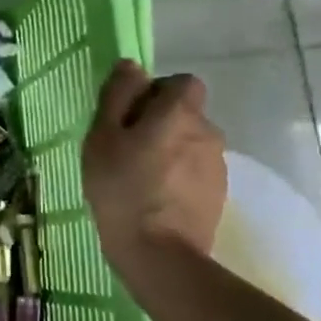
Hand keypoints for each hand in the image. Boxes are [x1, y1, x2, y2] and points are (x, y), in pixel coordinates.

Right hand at [81, 63, 226, 259]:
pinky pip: (195, 170)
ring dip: (170, 151)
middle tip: (127, 149)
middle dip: (161, 123)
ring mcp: (217, 165)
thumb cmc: (121, 189)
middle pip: (186, 113)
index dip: (157, 92)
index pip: (182, 82)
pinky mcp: (218, 193)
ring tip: (140, 178)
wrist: (158, 254)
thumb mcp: (102, 138)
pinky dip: (178, 176)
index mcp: (180, 113)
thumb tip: (132, 66)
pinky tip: (156, 198)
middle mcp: (207, 131)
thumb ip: (117, 97)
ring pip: (191, 143)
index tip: (130, 116)